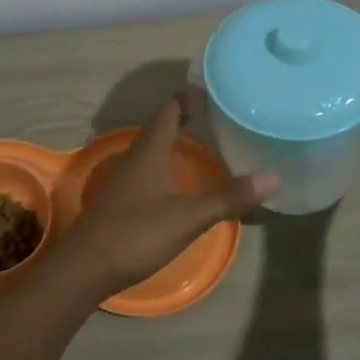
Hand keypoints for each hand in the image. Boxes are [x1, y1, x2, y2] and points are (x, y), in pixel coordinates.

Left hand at [53, 99, 279, 296]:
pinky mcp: (119, 199)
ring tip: (199, 143)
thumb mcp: (189, 216)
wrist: (86, 266)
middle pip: (159, 127)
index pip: (169, 110)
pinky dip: (163, 165)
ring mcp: (123, 178)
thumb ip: (229, 197)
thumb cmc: (138, 232)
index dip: (189, 98)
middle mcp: (134, 156)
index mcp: (149, 150)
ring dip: (171, 142)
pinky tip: (175, 181)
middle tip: (214, 116)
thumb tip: (273, 176)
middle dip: (183, 118)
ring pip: (150, 149)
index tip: (212, 93)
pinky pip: (144, 169)